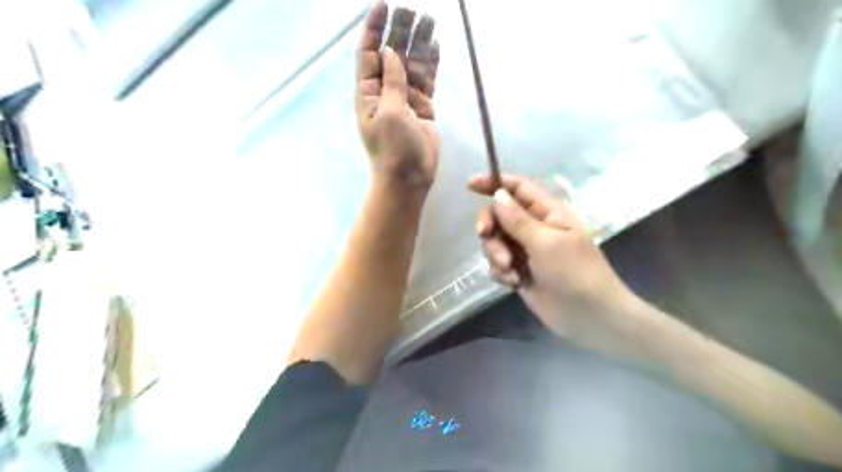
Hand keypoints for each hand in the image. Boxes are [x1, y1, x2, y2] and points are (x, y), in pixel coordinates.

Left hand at [352, 2, 441, 191]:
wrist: (409, 177)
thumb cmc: (393, 148)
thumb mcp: (389, 112)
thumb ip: (391, 81)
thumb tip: (390, 52)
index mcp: (368, 92)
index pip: (369, 52)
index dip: (375, 28)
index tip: (384, 4)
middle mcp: (385, 91)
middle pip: (393, 54)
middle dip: (401, 31)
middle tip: (413, 9)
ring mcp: (405, 99)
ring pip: (413, 65)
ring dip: (419, 43)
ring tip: (430, 19)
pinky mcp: (423, 107)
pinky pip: (427, 80)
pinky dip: (432, 64)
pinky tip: (435, 46)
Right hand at [467, 176, 637, 336]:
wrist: (588, 317)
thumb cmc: (575, 273)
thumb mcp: (546, 243)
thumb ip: (518, 220)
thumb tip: (498, 194)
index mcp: (547, 212)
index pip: (518, 188)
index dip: (495, 182)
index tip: (470, 185)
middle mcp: (534, 228)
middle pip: (499, 214)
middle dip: (490, 225)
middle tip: (485, 235)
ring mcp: (525, 251)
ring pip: (495, 241)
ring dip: (496, 254)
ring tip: (511, 271)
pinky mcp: (518, 271)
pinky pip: (497, 263)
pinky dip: (501, 271)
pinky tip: (514, 282)